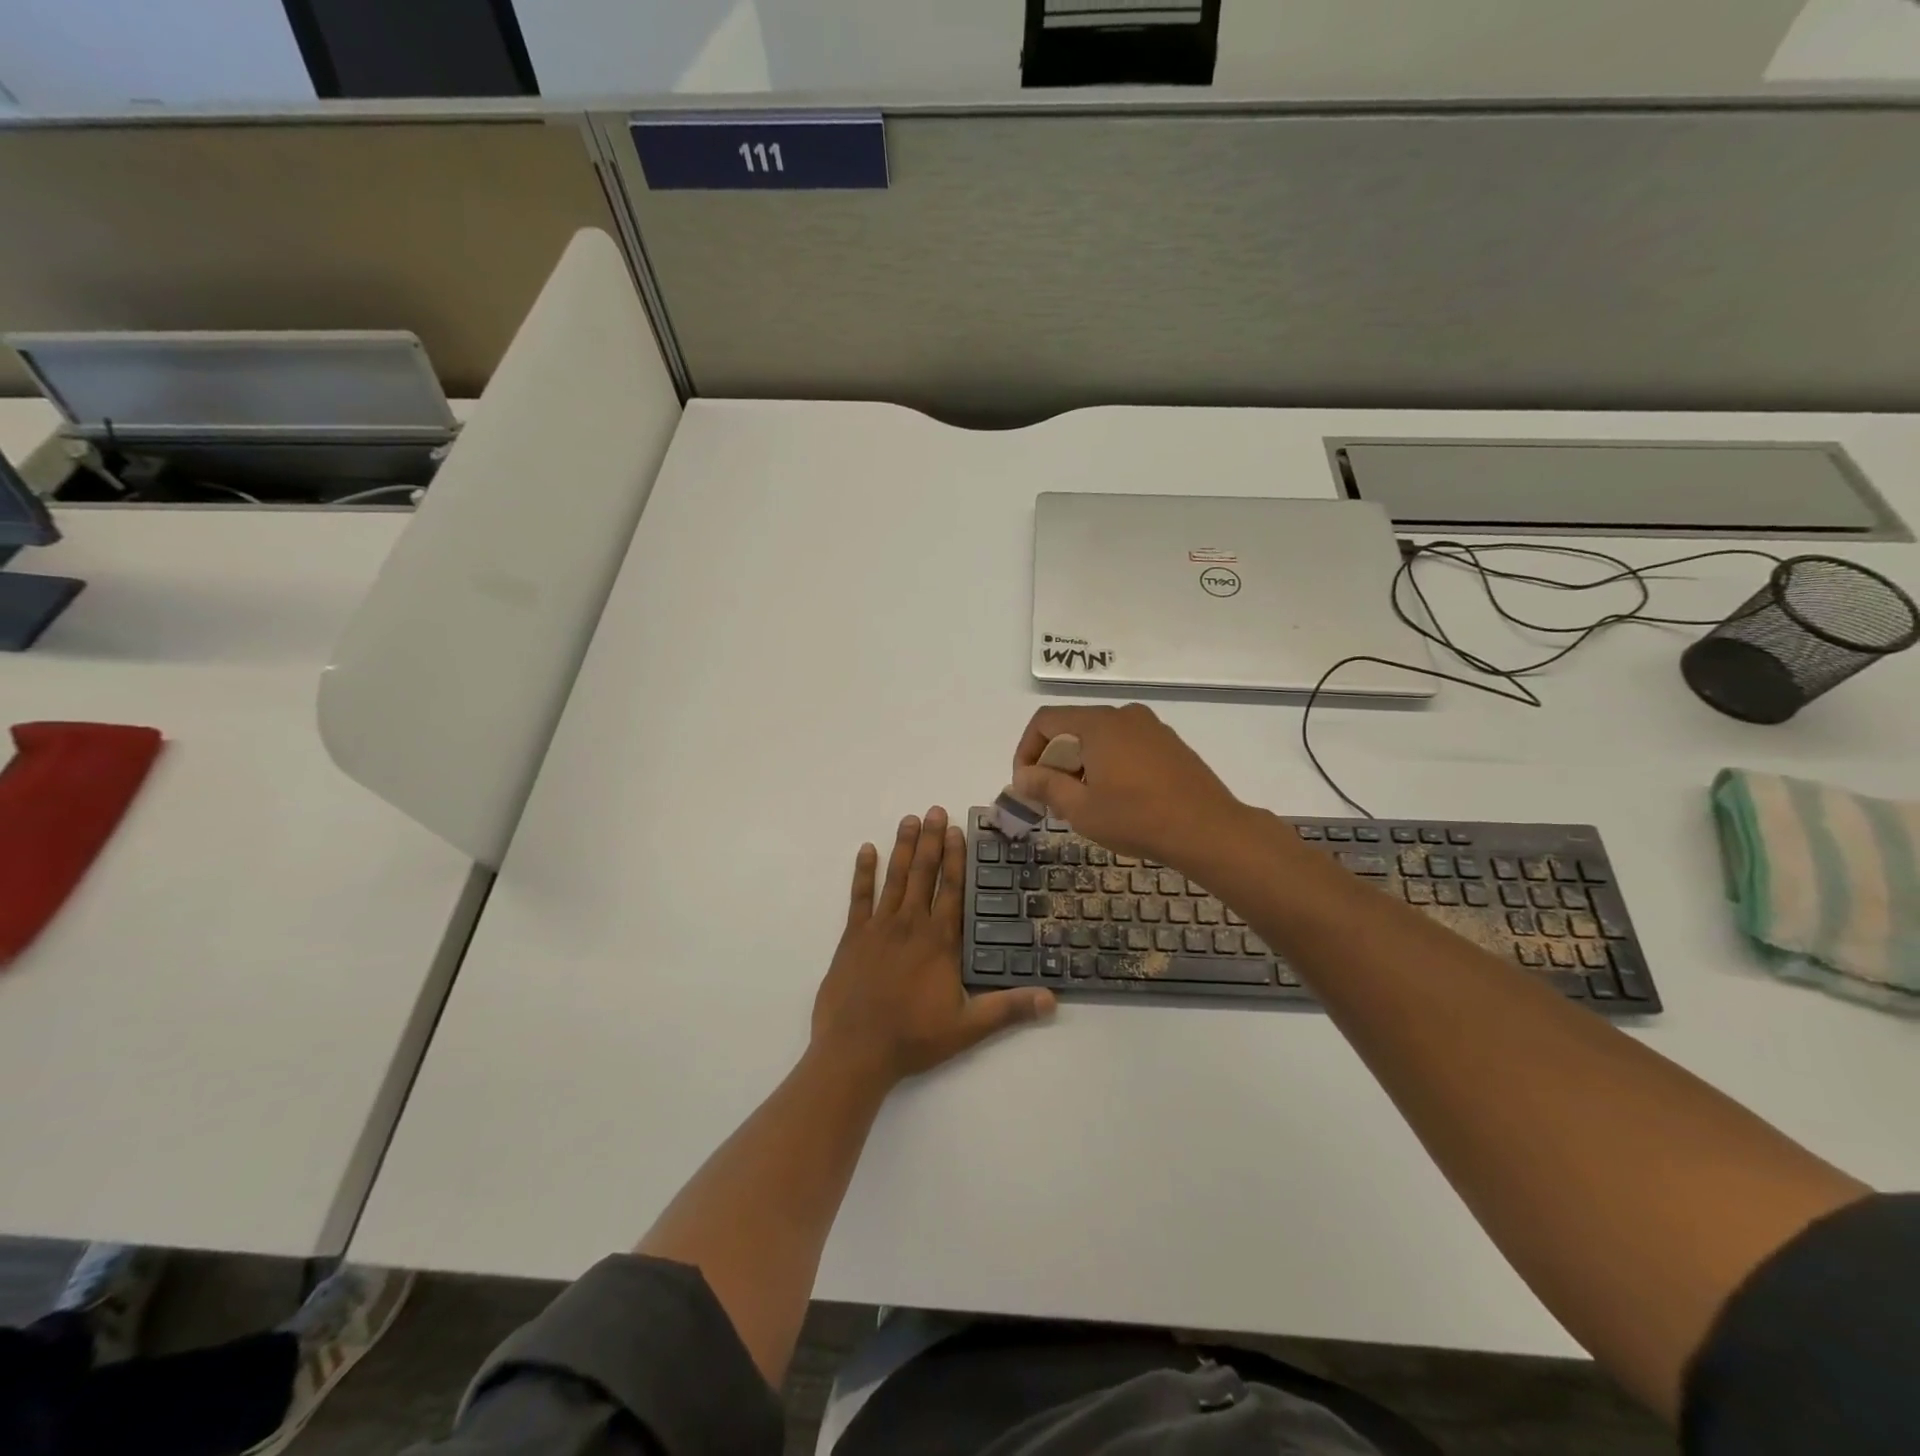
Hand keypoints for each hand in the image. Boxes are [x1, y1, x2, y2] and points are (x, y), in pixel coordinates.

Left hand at [811, 807, 1054, 1089]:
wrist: (856, 1050)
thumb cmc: (914, 1037)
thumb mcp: (968, 1027)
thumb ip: (1009, 1009)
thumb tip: (1052, 1000)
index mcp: (939, 941)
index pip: (952, 889)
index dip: (956, 858)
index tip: (956, 830)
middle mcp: (911, 925)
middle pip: (923, 874)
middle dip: (930, 840)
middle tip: (933, 809)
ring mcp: (879, 928)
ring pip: (894, 878)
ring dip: (902, 847)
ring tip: (908, 819)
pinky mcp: (852, 937)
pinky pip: (859, 897)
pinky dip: (863, 873)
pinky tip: (866, 850)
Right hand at [1011, 704, 1245, 869]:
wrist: (1208, 830)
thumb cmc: (1137, 818)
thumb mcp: (1081, 808)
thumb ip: (1045, 786)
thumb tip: (1022, 776)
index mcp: (1098, 723)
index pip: (1045, 721)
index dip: (1027, 750)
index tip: (1026, 784)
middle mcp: (1124, 716)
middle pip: (1073, 727)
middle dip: (1055, 761)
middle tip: (1053, 798)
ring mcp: (1152, 728)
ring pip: (1100, 738)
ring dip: (1082, 764)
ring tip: (1085, 802)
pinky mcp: (1170, 744)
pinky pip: (1126, 745)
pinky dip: (1109, 764)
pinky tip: (1118, 799)